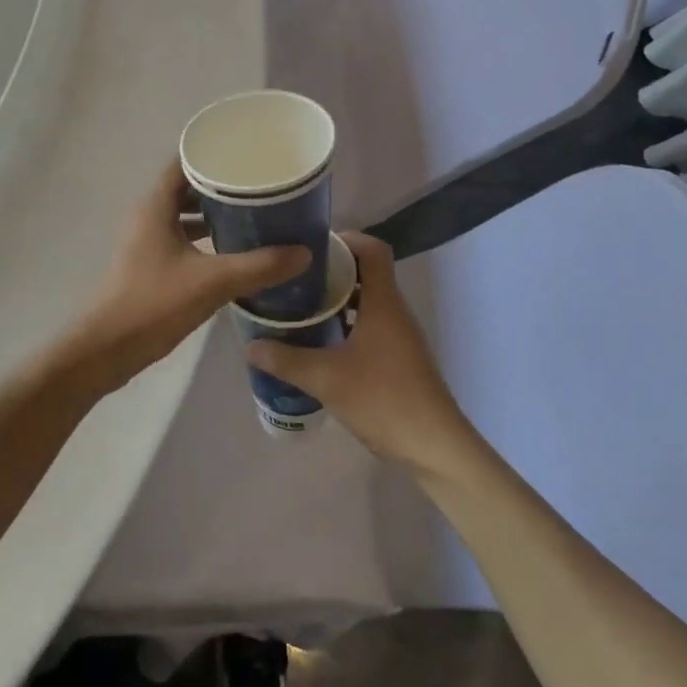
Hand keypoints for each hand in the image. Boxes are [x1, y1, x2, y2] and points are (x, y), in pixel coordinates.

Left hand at [57, 160, 309, 396]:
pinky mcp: (149, 264)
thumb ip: (259, 266)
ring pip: (184, 215)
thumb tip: (304, 252)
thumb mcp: (212, 282)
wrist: (107, 348)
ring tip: (254, 214)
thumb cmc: (154, 303)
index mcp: (155, 205)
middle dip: (222, 185)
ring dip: (214, 213)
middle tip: (260, 185)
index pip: (184, 162)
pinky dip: (205, 238)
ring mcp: (146, 241)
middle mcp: (148, 216)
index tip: (247, 152)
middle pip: (187, 187)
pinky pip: (181, 238)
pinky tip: (233, 250)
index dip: (213, 153)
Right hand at [247, 232, 474, 474]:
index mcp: (383, 302)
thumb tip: (251, 346)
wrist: (435, 447)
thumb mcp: (326, 379)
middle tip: (295, 278)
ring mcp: (400, 335)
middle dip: (331, 270)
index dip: (344, 239)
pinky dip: (347, 323)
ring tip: (301, 306)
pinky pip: (371, 325)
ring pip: (368, 301)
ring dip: (338, 299)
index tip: (310, 247)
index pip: (372, 248)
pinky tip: (321, 343)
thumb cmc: (383, 400)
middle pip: (366, 272)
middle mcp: (395, 310)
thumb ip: (286, 360)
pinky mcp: (400, 357)